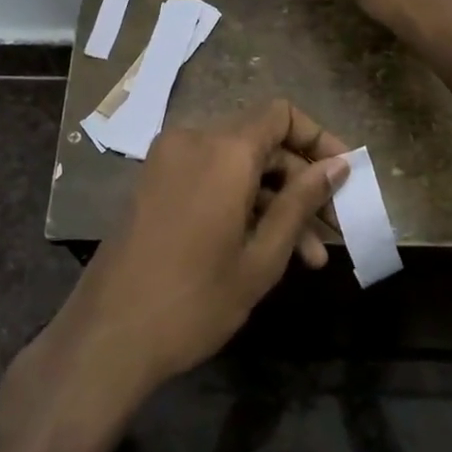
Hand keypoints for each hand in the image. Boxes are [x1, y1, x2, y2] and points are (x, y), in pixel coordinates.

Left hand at [50, 100, 349, 401]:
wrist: (107, 336)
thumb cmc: (195, 300)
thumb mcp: (262, 257)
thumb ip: (301, 202)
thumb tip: (337, 165)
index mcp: (224, 150)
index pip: (282, 115)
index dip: (319, 139)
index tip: (344, 176)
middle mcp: (193, 140)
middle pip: (262, 143)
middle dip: (301, 184)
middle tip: (332, 231)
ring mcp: (167, 161)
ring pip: (237, 166)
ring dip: (273, 202)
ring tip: (308, 258)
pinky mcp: (154, 183)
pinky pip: (209, 178)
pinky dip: (239, 203)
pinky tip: (264, 248)